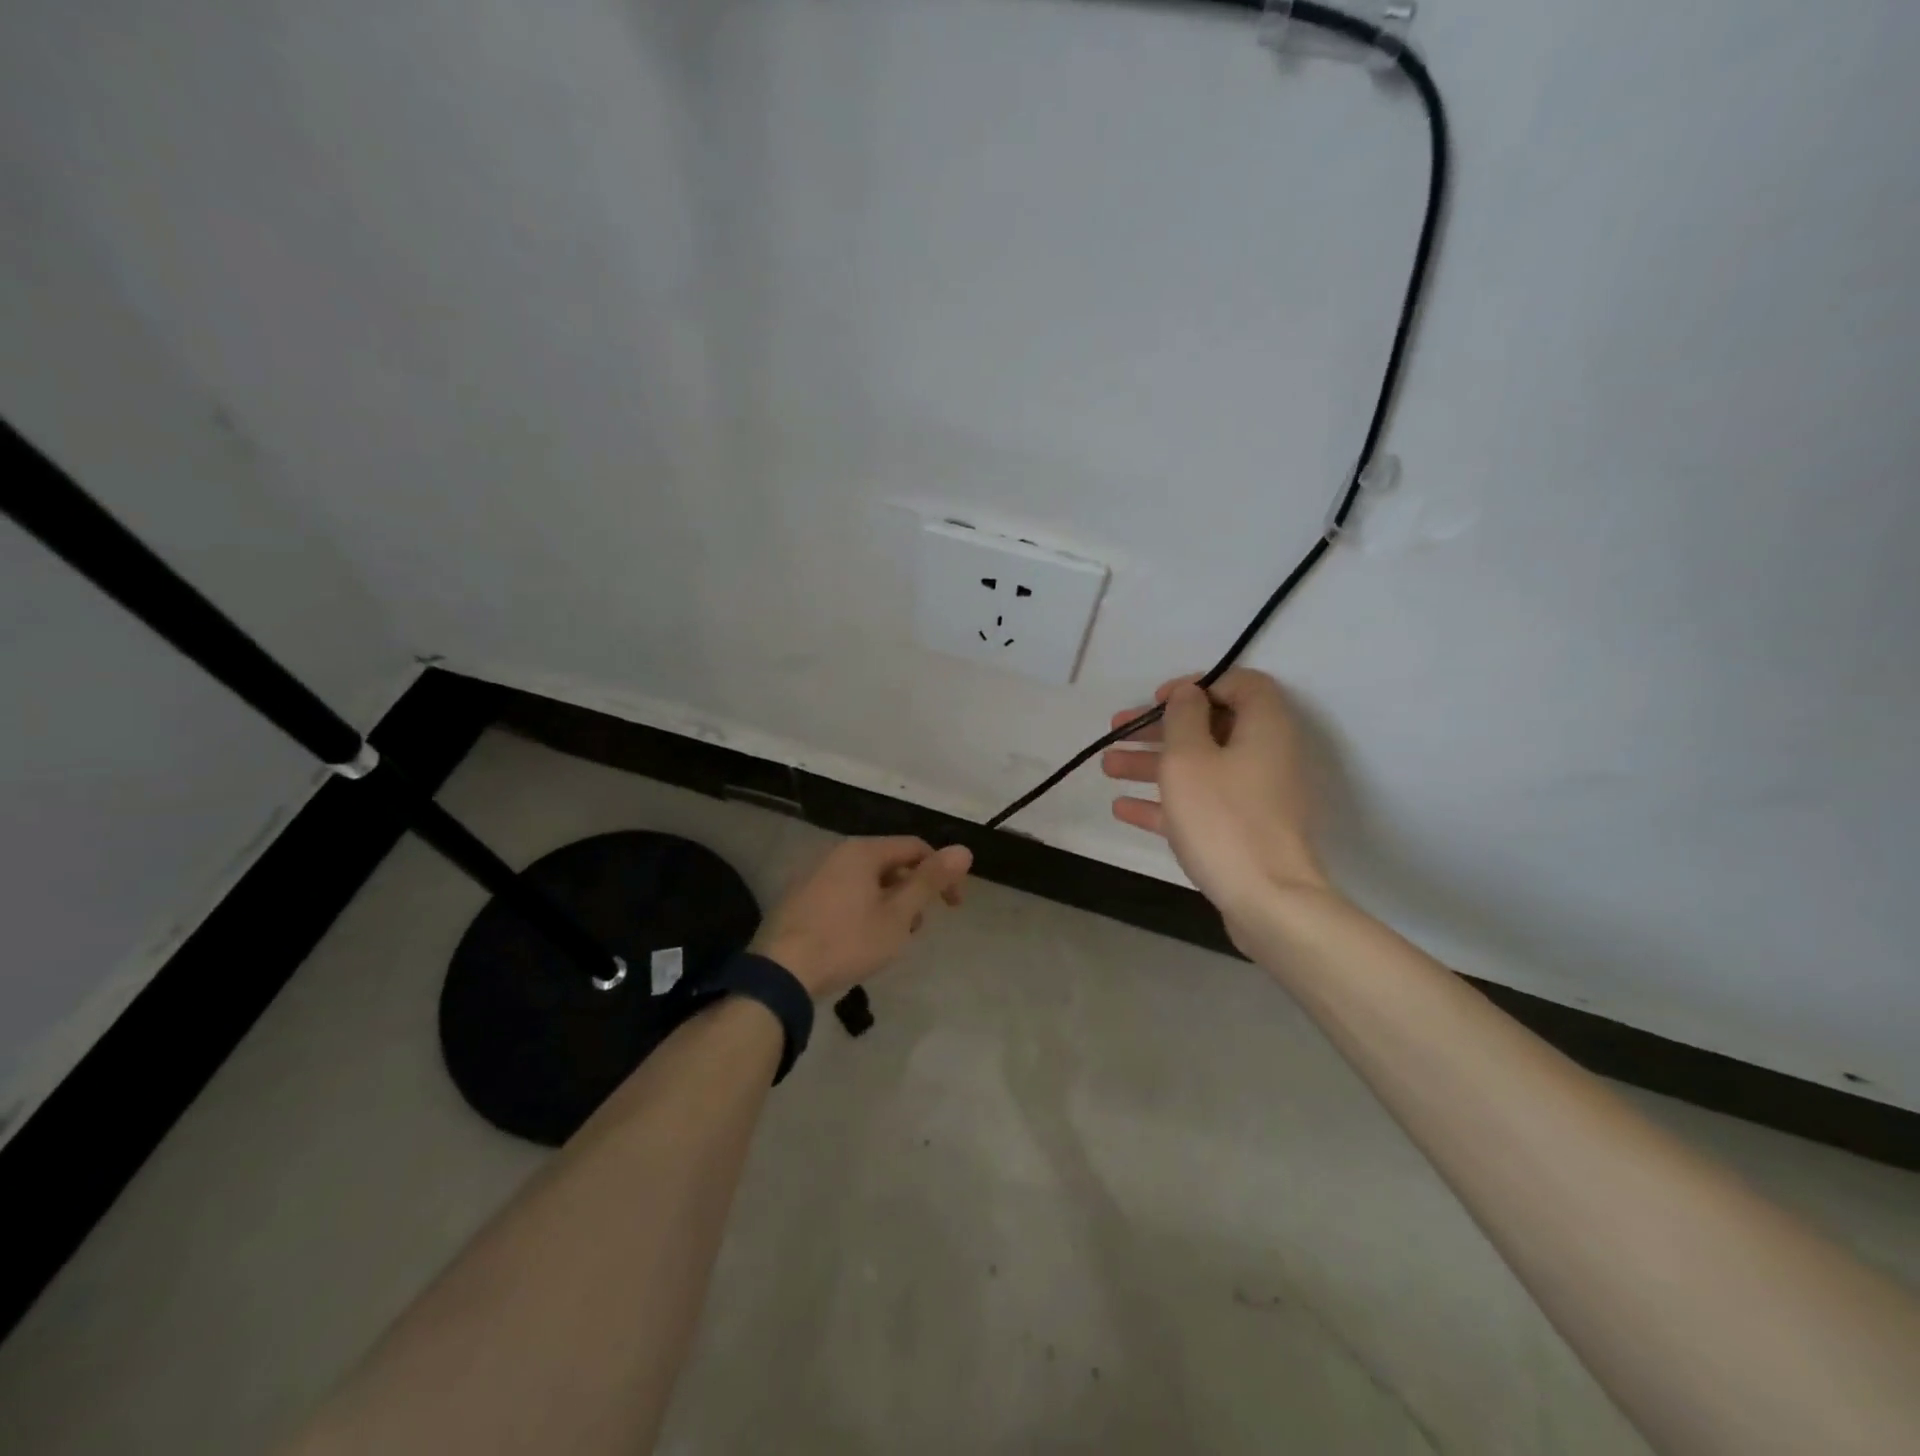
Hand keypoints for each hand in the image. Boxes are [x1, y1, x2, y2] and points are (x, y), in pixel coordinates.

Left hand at [751, 837, 972, 998]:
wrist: (780, 973)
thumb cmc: (847, 941)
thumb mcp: (897, 915)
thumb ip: (930, 881)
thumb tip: (964, 850)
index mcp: (862, 851)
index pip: (915, 848)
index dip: (941, 873)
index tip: (953, 907)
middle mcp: (836, 853)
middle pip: (889, 863)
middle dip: (911, 892)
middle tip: (916, 928)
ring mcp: (813, 874)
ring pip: (865, 880)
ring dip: (888, 903)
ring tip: (889, 939)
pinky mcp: (798, 897)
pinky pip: (842, 893)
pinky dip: (861, 908)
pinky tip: (857, 940)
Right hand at [1102, 670, 1328, 930]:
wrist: (1268, 901)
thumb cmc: (1223, 818)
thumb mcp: (1189, 757)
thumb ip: (1184, 716)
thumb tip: (1189, 693)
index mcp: (1264, 727)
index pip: (1239, 684)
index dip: (1195, 686)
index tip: (1158, 701)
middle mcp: (1266, 755)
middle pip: (1210, 727)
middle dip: (1159, 728)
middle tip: (1117, 730)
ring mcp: (1256, 796)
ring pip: (1200, 767)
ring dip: (1152, 764)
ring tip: (1108, 767)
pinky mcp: (1244, 830)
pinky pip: (1201, 804)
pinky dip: (1165, 801)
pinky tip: (1123, 808)